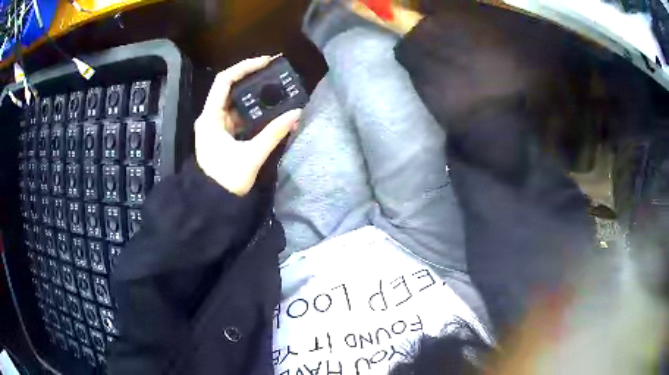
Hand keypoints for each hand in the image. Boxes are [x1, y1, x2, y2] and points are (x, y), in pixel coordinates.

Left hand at [195, 56, 302, 195]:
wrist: (211, 203)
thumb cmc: (226, 180)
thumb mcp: (251, 156)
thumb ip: (273, 134)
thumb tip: (296, 113)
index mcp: (210, 117)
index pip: (225, 81)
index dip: (245, 67)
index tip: (266, 62)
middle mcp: (210, 117)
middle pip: (230, 88)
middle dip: (252, 78)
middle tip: (275, 72)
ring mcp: (216, 126)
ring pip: (236, 102)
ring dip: (254, 95)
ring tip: (276, 88)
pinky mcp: (223, 134)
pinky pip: (239, 116)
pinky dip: (253, 111)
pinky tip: (269, 109)